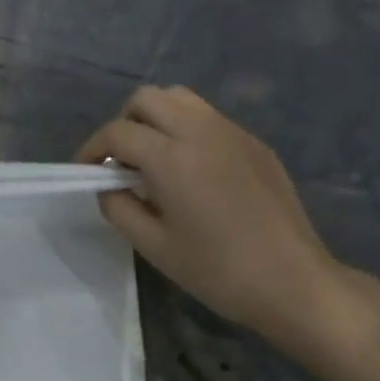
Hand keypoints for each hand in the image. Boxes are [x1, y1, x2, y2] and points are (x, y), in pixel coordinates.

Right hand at [78, 86, 362, 362]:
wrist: (294, 282)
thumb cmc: (218, 271)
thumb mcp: (154, 246)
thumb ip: (118, 208)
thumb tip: (108, 186)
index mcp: (171, 157)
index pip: (117, 132)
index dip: (92, 149)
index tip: (85, 171)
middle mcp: (200, 130)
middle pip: (147, 99)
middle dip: (124, 123)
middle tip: (121, 161)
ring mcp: (232, 132)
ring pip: (180, 98)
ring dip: (156, 117)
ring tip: (154, 156)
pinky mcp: (255, 142)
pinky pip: (209, 117)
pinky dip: (187, 128)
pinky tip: (193, 168)